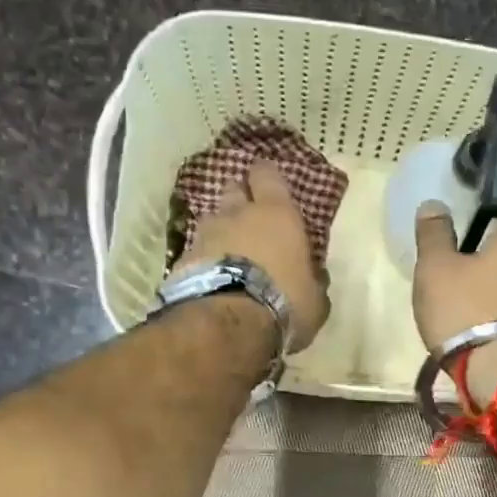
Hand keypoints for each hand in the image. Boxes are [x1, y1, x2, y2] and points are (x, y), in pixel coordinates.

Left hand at [176, 160, 331, 352]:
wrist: (228, 322)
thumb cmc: (284, 302)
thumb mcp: (314, 299)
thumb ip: (312, 281)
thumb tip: (314, 277)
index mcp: (277, 214)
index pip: (267, 175)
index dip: (266, 177)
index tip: (269, 185)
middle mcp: (238, 214)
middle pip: (233, 189)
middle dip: (240, 200)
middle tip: (249, 218)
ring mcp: (206, 233)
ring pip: (212, 220)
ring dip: (220, 232)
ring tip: (227, 255)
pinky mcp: (182, 258)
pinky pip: (195, 251)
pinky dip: (202, 259)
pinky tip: (209, 279)